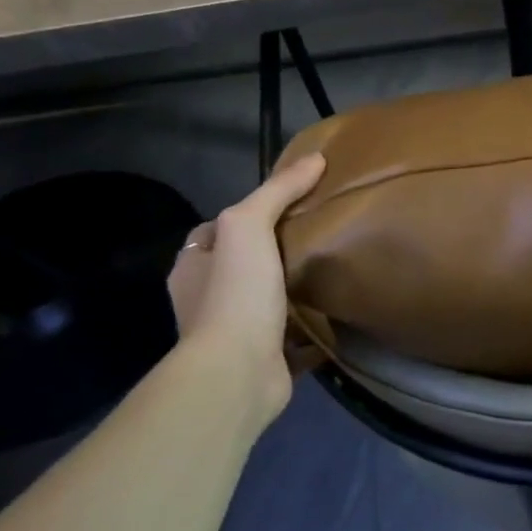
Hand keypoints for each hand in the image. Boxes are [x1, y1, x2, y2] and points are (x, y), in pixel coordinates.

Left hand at [167, 153, 325, 422]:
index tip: (288, 206)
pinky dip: (311, 329)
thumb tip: (315, 158)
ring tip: (332, 272)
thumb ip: (278, 191)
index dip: (247, 216)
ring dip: (292, 292)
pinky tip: (338, 315)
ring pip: (266, 302)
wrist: (238, 372)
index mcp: (193, 267)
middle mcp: (206, 300)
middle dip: (273, 254)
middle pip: (243, 266)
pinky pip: (291, 338)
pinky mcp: (264, 359)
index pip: (216, 232)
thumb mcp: (249, 225)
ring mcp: (234, 334)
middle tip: (318, 236)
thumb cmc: (236, 293)